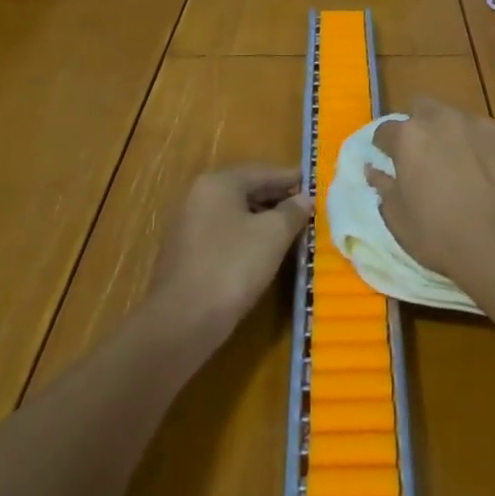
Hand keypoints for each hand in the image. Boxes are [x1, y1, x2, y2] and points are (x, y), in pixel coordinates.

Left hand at [148, 167, 309, 337]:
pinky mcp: (185, 254)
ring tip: (289, 231)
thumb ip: (292, 212)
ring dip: (262, 219)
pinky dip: (245, 237)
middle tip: (305, 207)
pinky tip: (262, 252)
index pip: (262, 172)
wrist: (181, 322)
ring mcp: (187, 225)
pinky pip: (222, 235)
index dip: (290, 179)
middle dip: (277, 199)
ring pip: (234, 214)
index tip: (313, 183)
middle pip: (246, 190)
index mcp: (218, 183)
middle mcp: (198, 196)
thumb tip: (304, 199)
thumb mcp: (273, 235)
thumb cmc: (232, 266)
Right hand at [370, 98, 494, 288]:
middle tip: (428, 157)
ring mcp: (484, 123)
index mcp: (411, 137)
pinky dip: (492, 150)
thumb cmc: (443, 237)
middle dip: (422, 126)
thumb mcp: (399, 221)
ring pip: (463, 120)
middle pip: (424, 109)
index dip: (386, 146)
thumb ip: (384, 187)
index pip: (386, 130)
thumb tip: (374, 169)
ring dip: (459, 137)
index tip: (390, 161)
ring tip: (469, 168)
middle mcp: (445, 119)